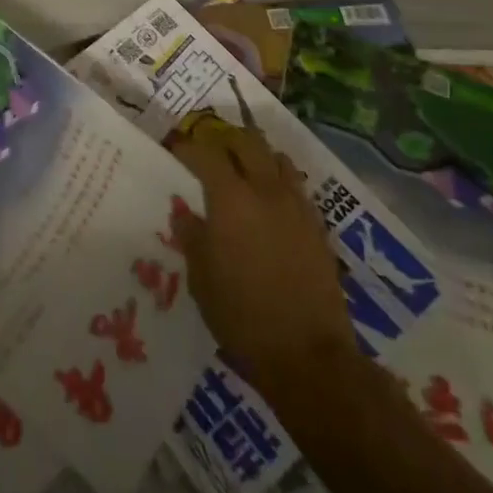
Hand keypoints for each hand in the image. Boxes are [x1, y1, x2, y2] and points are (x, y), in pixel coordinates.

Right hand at [171, 118, 356, 376]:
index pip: (205, 153)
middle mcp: (265, 190)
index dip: (186, 147)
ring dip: (256, 155)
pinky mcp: (318, 227)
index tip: (174, 149)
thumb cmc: (241, 314)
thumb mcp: (200, 277)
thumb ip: (192, 236)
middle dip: (224, 139)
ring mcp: (296, 206)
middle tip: (209, 150)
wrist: (307, 354)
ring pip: (277, 158)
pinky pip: (296, 187)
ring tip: (242, 169)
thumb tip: (185, 212)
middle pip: (247, 142)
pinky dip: (279, 181)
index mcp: (230, 197)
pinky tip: (269, 201)